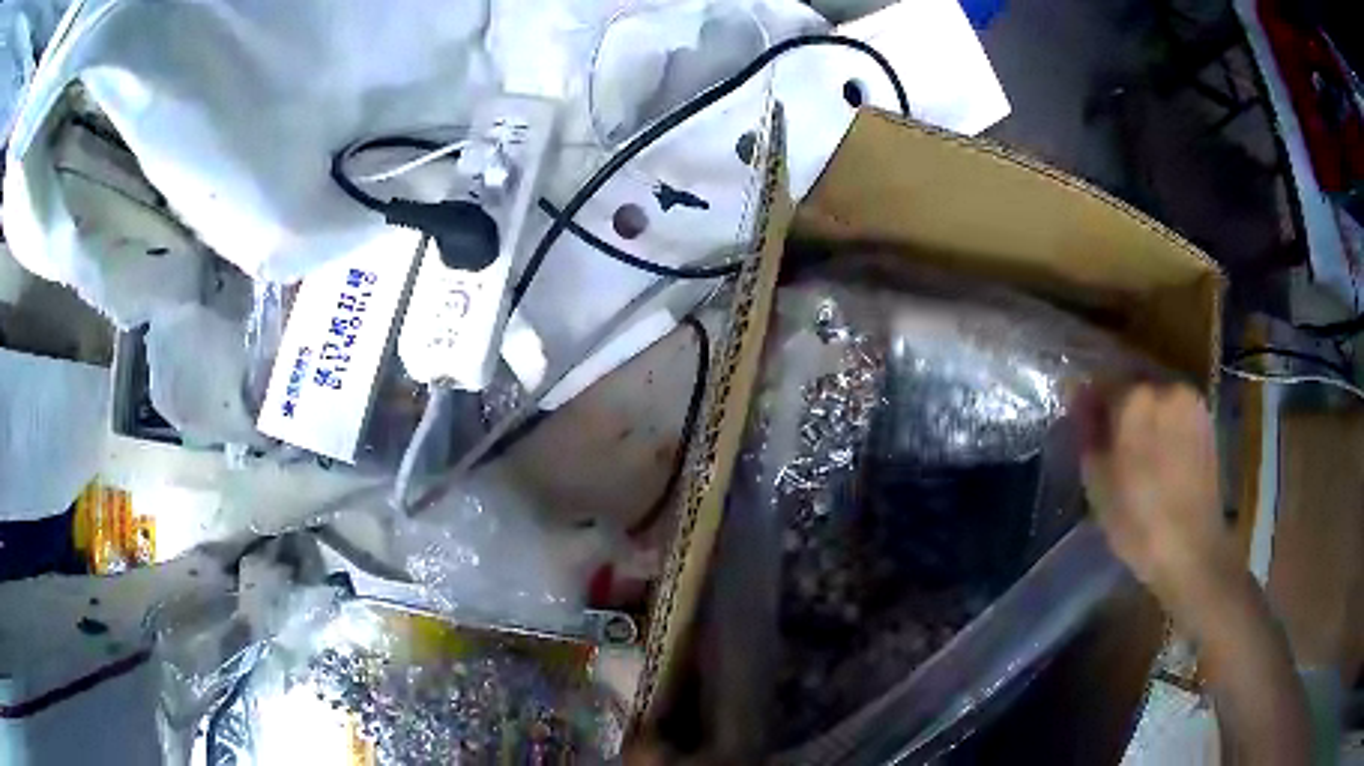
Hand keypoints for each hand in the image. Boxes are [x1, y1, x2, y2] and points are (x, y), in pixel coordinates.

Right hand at [1077, 383, 1239, 629]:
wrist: (1191, 548)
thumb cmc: (1136, 520)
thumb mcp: (1097, 482)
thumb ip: (1088, 434)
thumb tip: (1080, 402)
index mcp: (1134, 397)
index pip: (1101, 382)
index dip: (1090, 404)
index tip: (1084, 426)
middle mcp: (1165, 387)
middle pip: (1133, 386)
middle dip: (1121, 407)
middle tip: (1112, 442)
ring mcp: (1190, 402)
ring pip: (1158, 398)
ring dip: (1146, 417)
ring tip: (1140, 453)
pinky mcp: (1207, 421)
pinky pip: (1177, 413)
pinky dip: (1167, 427)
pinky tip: (1162, 458)